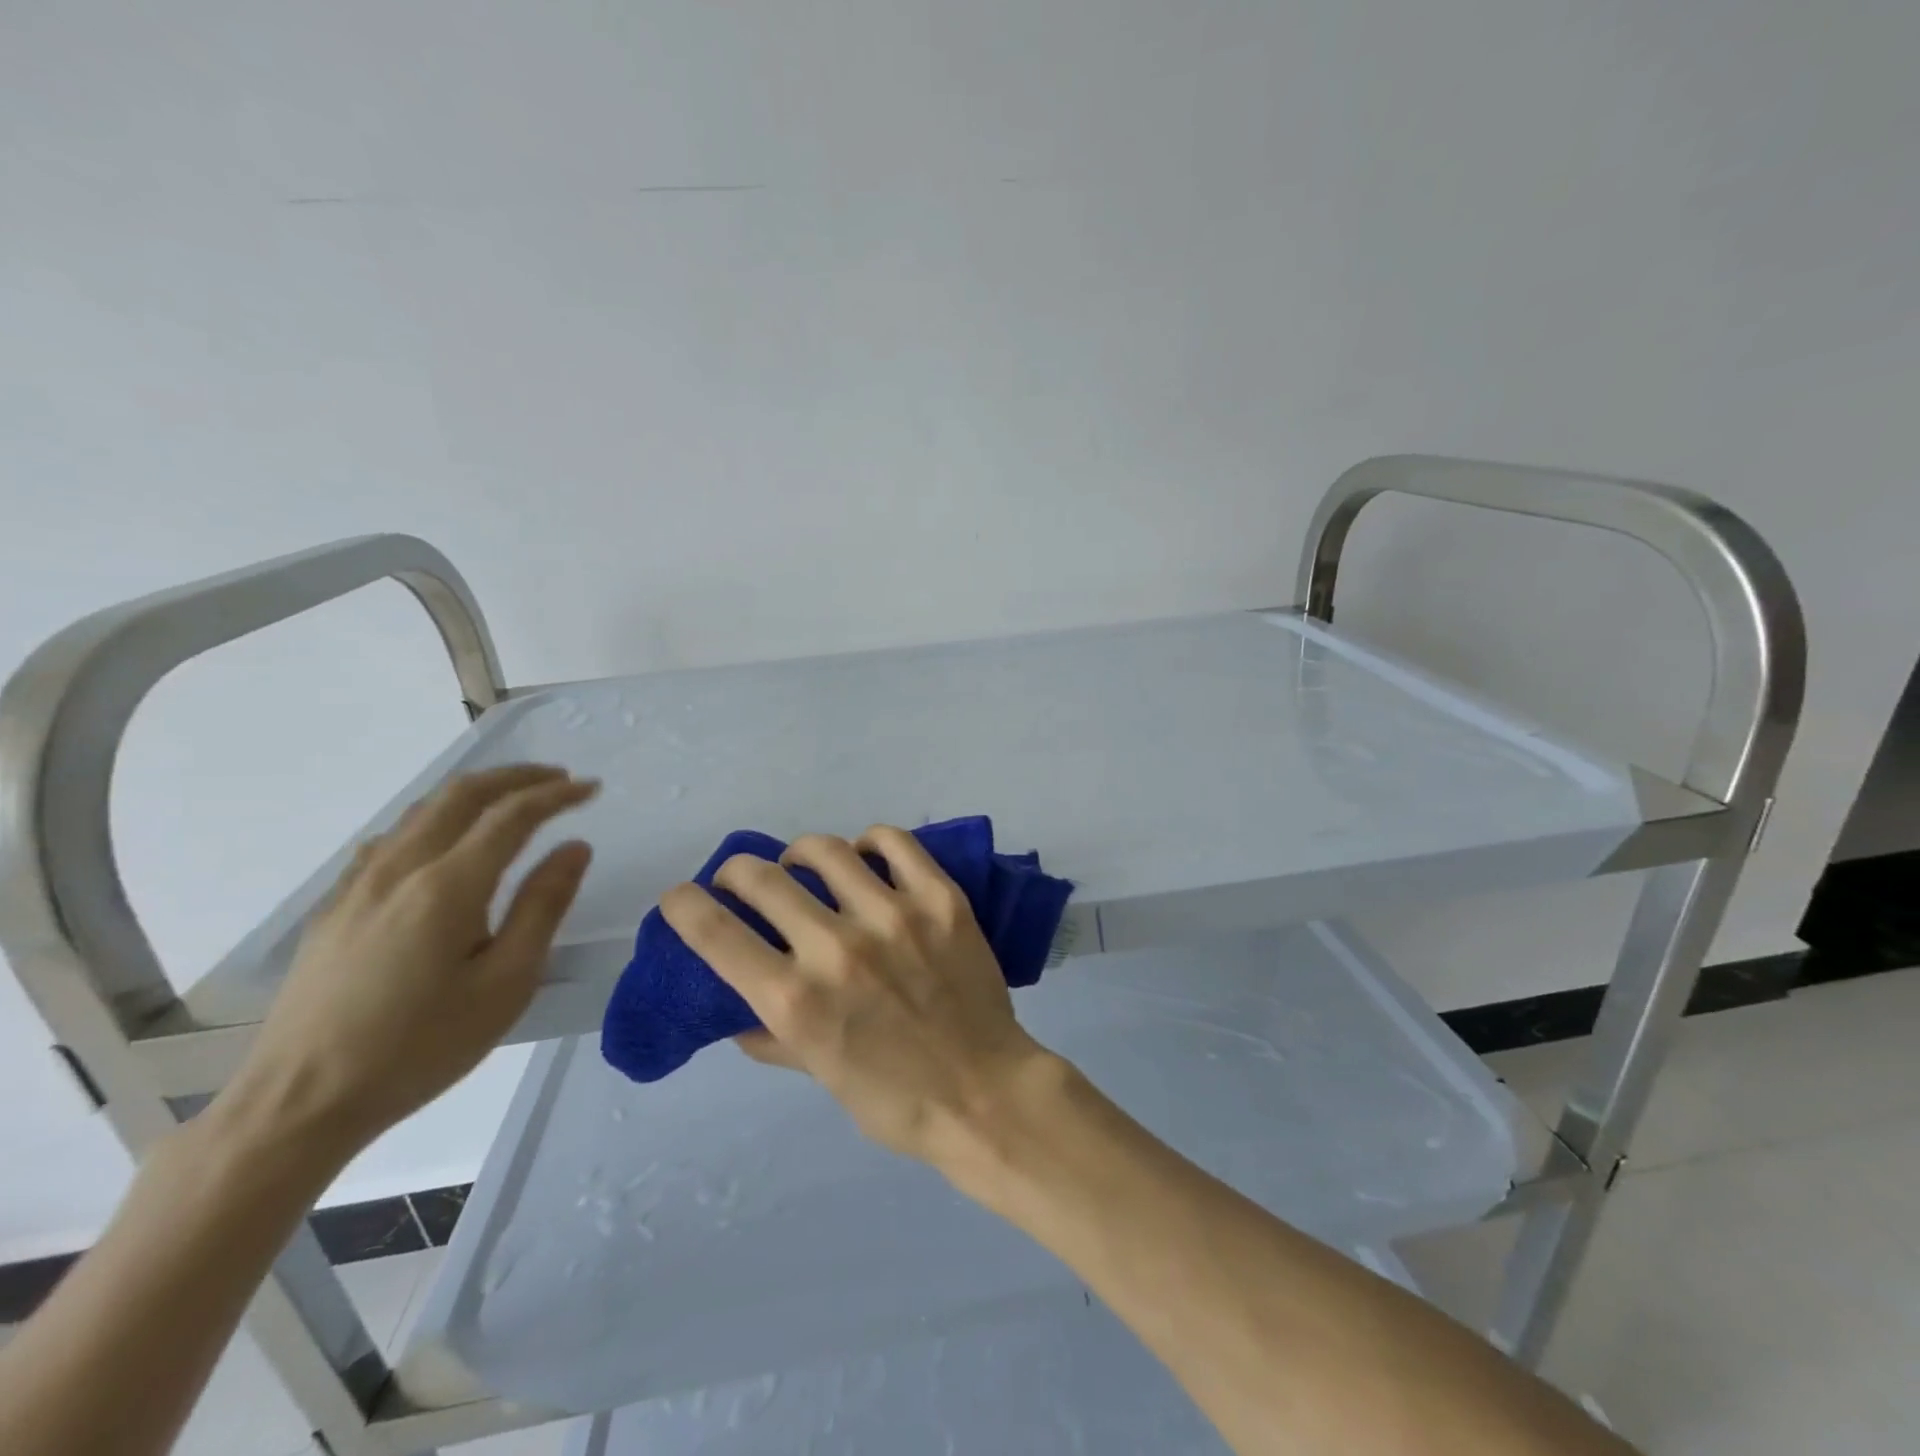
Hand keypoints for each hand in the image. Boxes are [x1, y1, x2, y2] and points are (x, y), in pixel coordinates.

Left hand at [222, 765, 598, 1151]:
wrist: (299, 1102)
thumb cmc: (420, 1047)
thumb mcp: (506, 983)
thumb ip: (543, 907)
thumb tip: (575, 847)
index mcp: (447, 887)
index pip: (512, 816)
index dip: (556, 795)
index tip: (592, 788)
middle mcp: (400, 869)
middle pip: (461, 795)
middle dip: (516, 778)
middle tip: (558, 779)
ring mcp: (358, 885)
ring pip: (421, 811)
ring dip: (474, 793)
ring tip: (511, 798)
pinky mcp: (335, 907)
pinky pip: (391, 838)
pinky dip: (433, 819)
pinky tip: (442, 840)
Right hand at [659, 826, 1057, 1165]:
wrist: (985, 1094)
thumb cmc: (895, 1100)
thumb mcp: (817, 1074)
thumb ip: (770, 1032)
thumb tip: (735, 1001)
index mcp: (795, 1001)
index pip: (712, 931)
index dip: (682, 904)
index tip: (681, 897)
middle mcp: (836, 948)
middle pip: (760, 876)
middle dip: (736, 873)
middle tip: (744, 882)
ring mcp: (893, 915)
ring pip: (824, 848)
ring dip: (800, 855)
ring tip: (807, 868)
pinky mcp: (940, 898)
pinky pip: (891, 842)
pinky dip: (868, 842)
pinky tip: (866, 858)